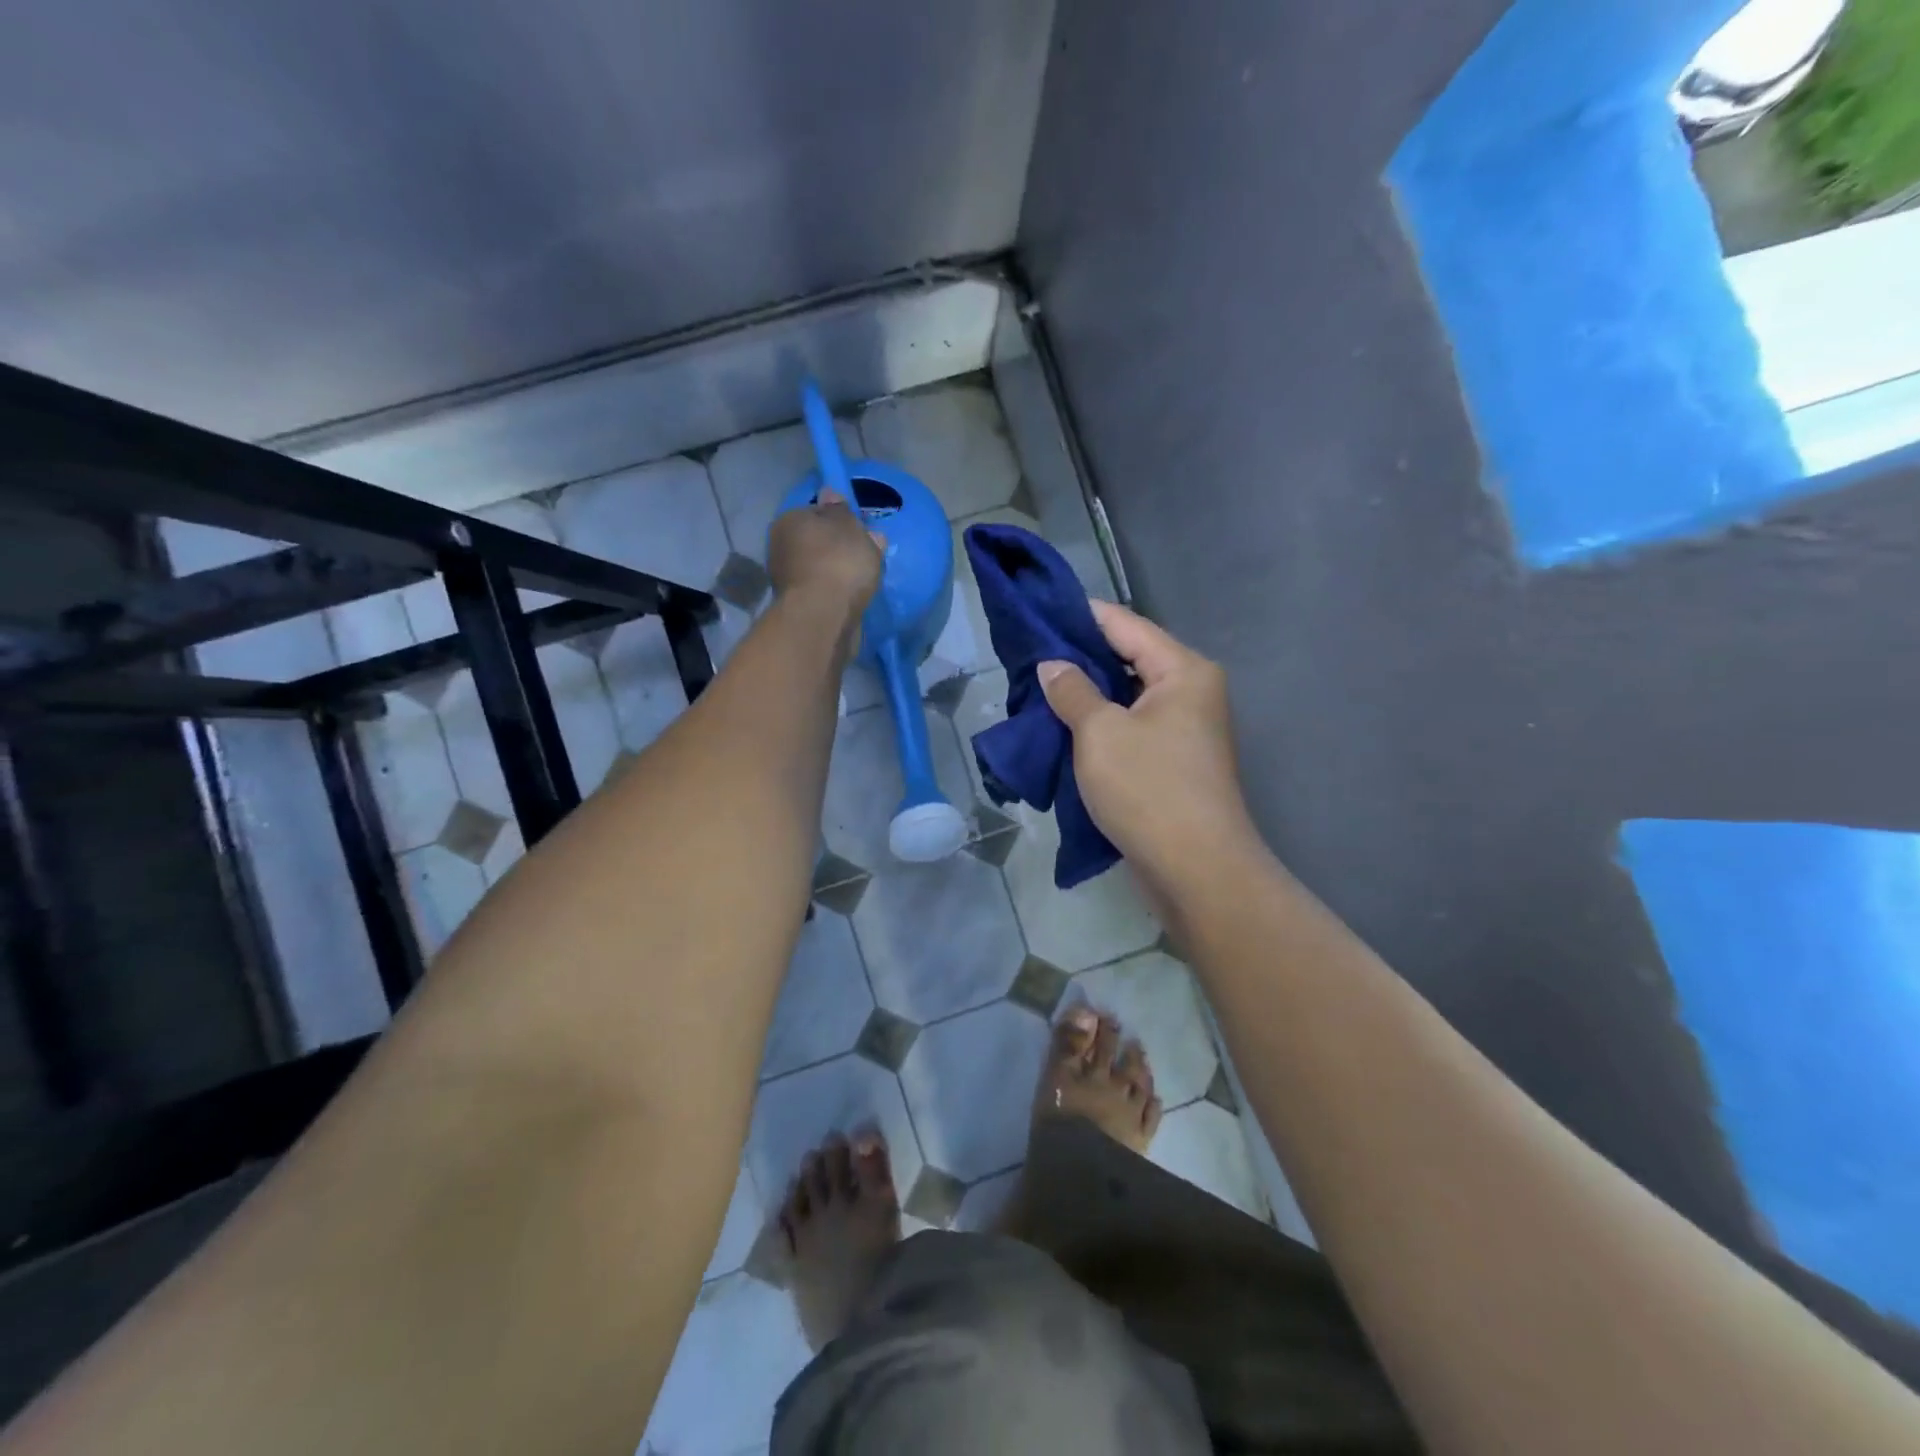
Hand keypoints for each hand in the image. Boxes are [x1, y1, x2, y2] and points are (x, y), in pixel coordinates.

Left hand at [767, 489, 882, 618]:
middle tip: (868, 556)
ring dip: (839, 573)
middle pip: (818, 542)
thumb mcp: (848, 525)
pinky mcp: (799, 607)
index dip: (840, 520)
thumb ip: (841, 510)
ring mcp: (787, 580)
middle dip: (840, 548)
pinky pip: (824, 592)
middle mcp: (781, 548)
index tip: (861, 531)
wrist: (824, 616)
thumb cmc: (838, 561)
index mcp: (789, 520)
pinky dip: (836, 593)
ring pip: (821, 569)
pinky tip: (853, 598)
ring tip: (866, 581)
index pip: (816, 512)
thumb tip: (828, 493)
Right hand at [1039, 602, 1260, 900]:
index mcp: (1183, 671)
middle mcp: (1191, 692)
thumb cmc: (1148, 788)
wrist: (1195, 870)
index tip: (1038, 614)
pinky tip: (1065, 730)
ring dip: (1088, 697)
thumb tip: (1052, 665)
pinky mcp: (1174, 763)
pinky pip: (1132, 729)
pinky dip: (1101, 727)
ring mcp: (1186, 730)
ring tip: (1039, 693)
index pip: (1125, 625)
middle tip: (1030, 660)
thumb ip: (1072, 690)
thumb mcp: (1100, 733)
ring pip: (1127, 698)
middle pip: (1128, 660)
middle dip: (1080, 660)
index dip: (1080, 616)